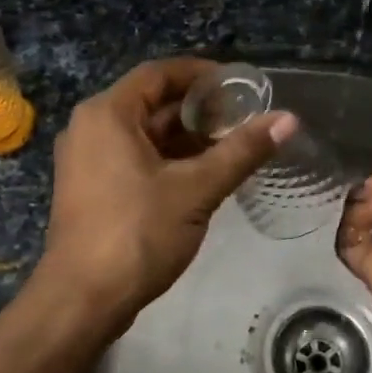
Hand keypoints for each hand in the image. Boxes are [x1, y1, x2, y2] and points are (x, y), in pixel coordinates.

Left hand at [0, 58, 294, 372]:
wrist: (83, 298)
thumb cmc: (137, 233)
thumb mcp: (196, 189)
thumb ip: (242, 151)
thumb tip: (288, 119)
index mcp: (108, 114)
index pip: (159, 74)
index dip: (202, 74)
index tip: (240, 84)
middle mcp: (91, 127)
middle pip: (152, 103)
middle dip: (199, 109)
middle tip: (244, 117)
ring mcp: (87, 160)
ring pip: (144, 134)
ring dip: (186, 137)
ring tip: (233, 145)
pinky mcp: (92, 188)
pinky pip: (134, 158)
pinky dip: (168, 160)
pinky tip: (203, 173)